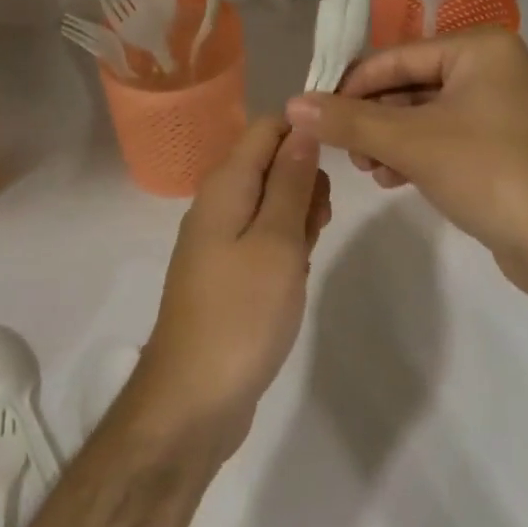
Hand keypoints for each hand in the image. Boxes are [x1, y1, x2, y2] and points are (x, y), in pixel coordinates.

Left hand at [131, 118, 331, 461]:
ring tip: (307, 255)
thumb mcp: (278, 241)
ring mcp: (219, 238)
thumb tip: (304, 127)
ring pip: (271, 202)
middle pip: (270, 162)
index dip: (304, 135)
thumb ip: (291, 181)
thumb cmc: (242, 313)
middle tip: (319, 225)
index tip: (334, 169)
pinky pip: (263, 237)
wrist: (193, 399)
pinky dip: (286, 247)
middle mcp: (218, 202)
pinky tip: (296, 276)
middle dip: (305, 182)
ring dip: (299, 218)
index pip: (267, 127)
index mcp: (226, 184)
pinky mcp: (226, 270)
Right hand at [285, 29, 527, 299]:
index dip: (351, 85)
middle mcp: (495, 67)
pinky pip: (449, 136)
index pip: (396, 56)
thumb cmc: (492, 174)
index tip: (315, 114)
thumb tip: (291, 103)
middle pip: (411, 84)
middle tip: (345, 152)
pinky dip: (418, 154)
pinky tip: (394, 179)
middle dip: (373, 119)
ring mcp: (505, 107)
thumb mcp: (411, 143)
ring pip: (427, 114)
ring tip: (369, 170)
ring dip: (391, 140)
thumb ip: (348, 120)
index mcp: (480, 47)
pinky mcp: (508, 145)